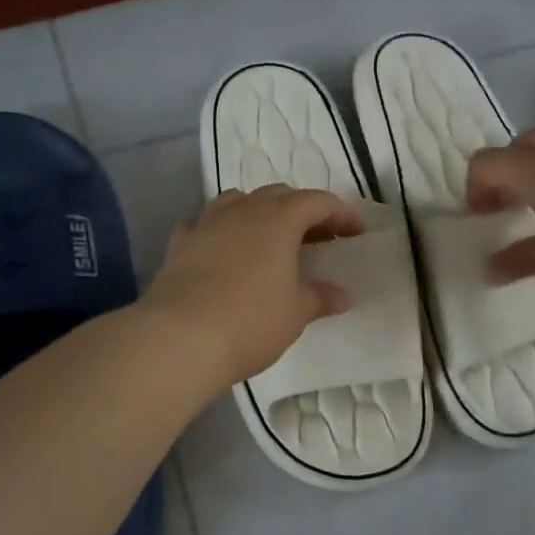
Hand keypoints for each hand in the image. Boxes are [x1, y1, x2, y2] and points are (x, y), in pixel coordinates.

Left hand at [142, 185, 364, 387]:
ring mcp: (206, 223)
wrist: (178, 338)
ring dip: (261, 213)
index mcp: (278, 219)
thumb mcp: (295, 313)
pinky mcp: (180, 243)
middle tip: (318, 239)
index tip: (356, 233)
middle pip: (278, 195)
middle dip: (303, 211)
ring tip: (271, 240)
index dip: (341, 214)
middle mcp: (242, 210)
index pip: (317, 202)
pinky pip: (207, 224)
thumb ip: (320, 297)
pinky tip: (227, 251)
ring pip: (239, 201)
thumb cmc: (249, 322)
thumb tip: (342, 295)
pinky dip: (224, 231)